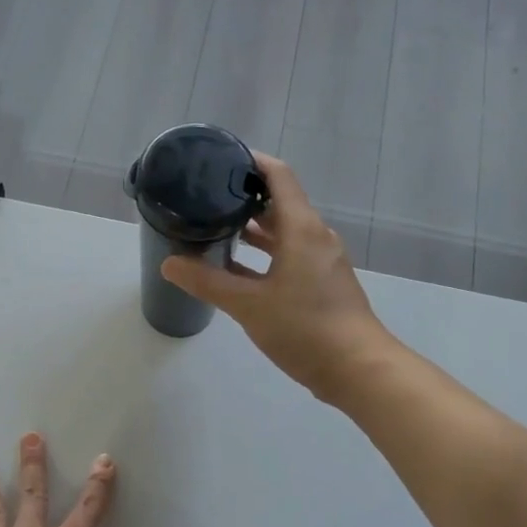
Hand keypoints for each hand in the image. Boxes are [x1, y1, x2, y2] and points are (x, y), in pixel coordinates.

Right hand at [160, 152, 393, 402]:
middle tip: (205, 196)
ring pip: (283, 232)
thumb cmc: (305, 328)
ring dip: (253, 229)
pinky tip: (235, 268)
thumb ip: (207, 281)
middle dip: (244, 197)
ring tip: (214, 227)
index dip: (251, 160)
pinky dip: (264, 255)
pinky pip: (288, 256)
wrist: (357, 369)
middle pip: (279, 203)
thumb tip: (169, 263)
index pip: (278, 175)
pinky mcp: (321, 283)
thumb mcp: (248, 305)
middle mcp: (314, 236)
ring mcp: (320, 261)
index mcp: (301, 228)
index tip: (220, 158)